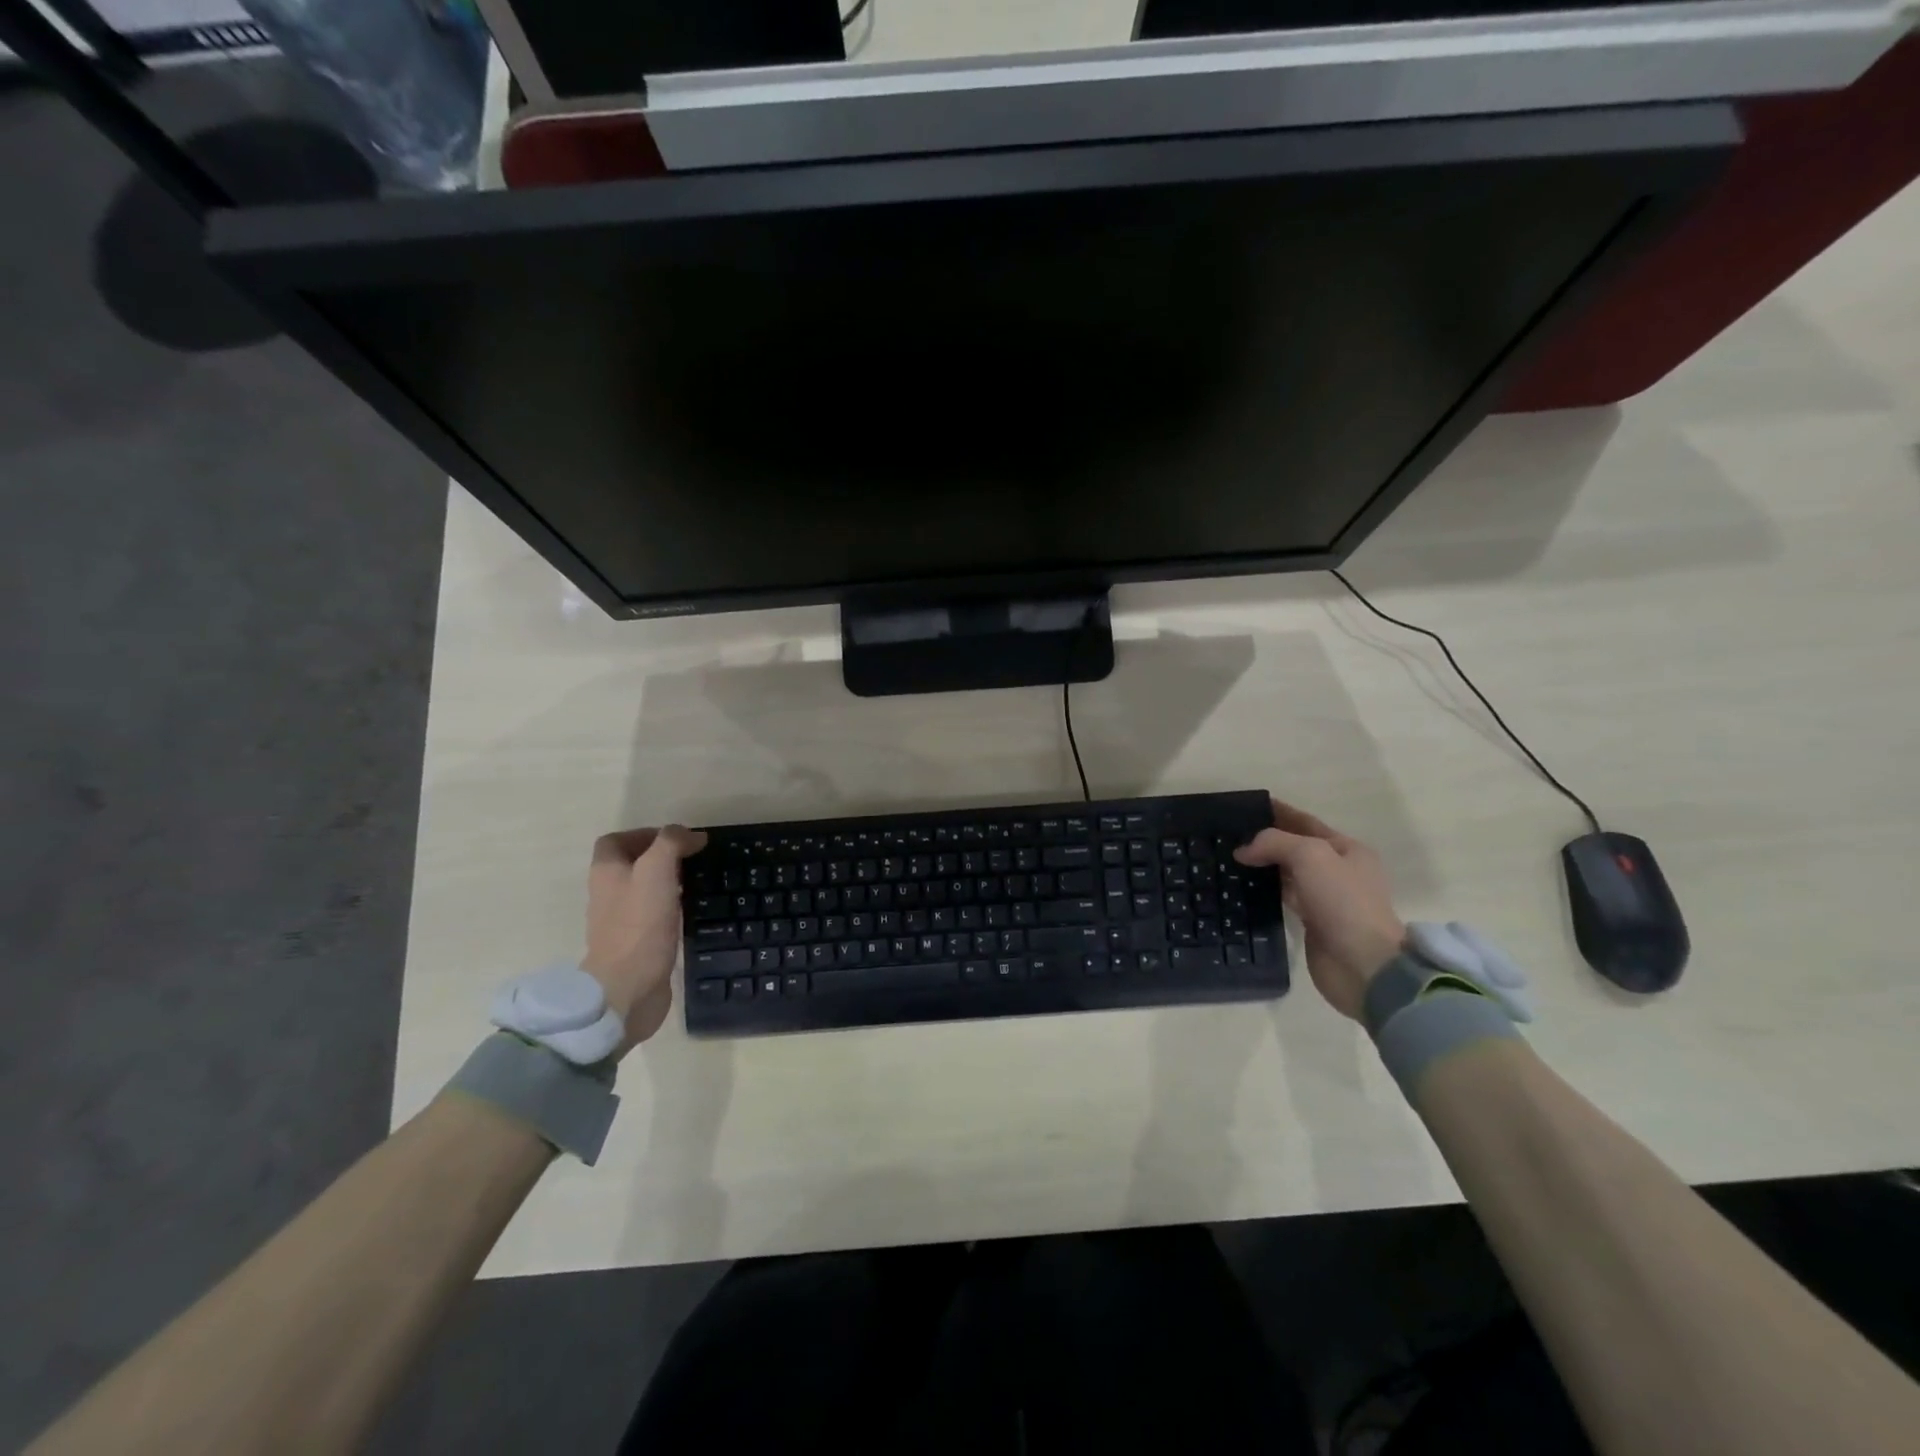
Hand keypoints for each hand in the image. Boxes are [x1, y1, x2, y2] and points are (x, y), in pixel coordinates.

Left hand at [584, 825, 707, 1050]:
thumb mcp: (656, 871)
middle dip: (661, 857)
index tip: (677, 839)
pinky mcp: (637, 945)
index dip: (644, 834)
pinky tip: (693, 912)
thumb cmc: (639, 925)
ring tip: (698, 881)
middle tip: (693, 858)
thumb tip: (691, 834)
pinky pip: (654, 916)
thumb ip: (671, 844)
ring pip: (645, 890)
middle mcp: (609, 894)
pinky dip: (672, 908)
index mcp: (606, 873)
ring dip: (668, 882)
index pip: (615, 841)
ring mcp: (621, 922)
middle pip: (631, 865)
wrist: (627, 989)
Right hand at [1233, 798, 1403, 1020]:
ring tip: (1229, 859)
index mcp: (1347, 849)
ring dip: (1263, 866)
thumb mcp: (1310, 856)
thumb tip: (1243, 851)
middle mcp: (1338, 871)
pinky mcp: (1312, 923)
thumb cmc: (1343, 902)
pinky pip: (1284, 898)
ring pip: (1287, 873)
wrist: (1364, 966)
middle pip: (1295, 847)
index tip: (1245, 807)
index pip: (1305, 822)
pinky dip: (1265, 891)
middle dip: (1266, 840)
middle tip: (1229, 835)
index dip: (1278, 812)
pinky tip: (1243, 887)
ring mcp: (1325, 899)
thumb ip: (1274, 843)